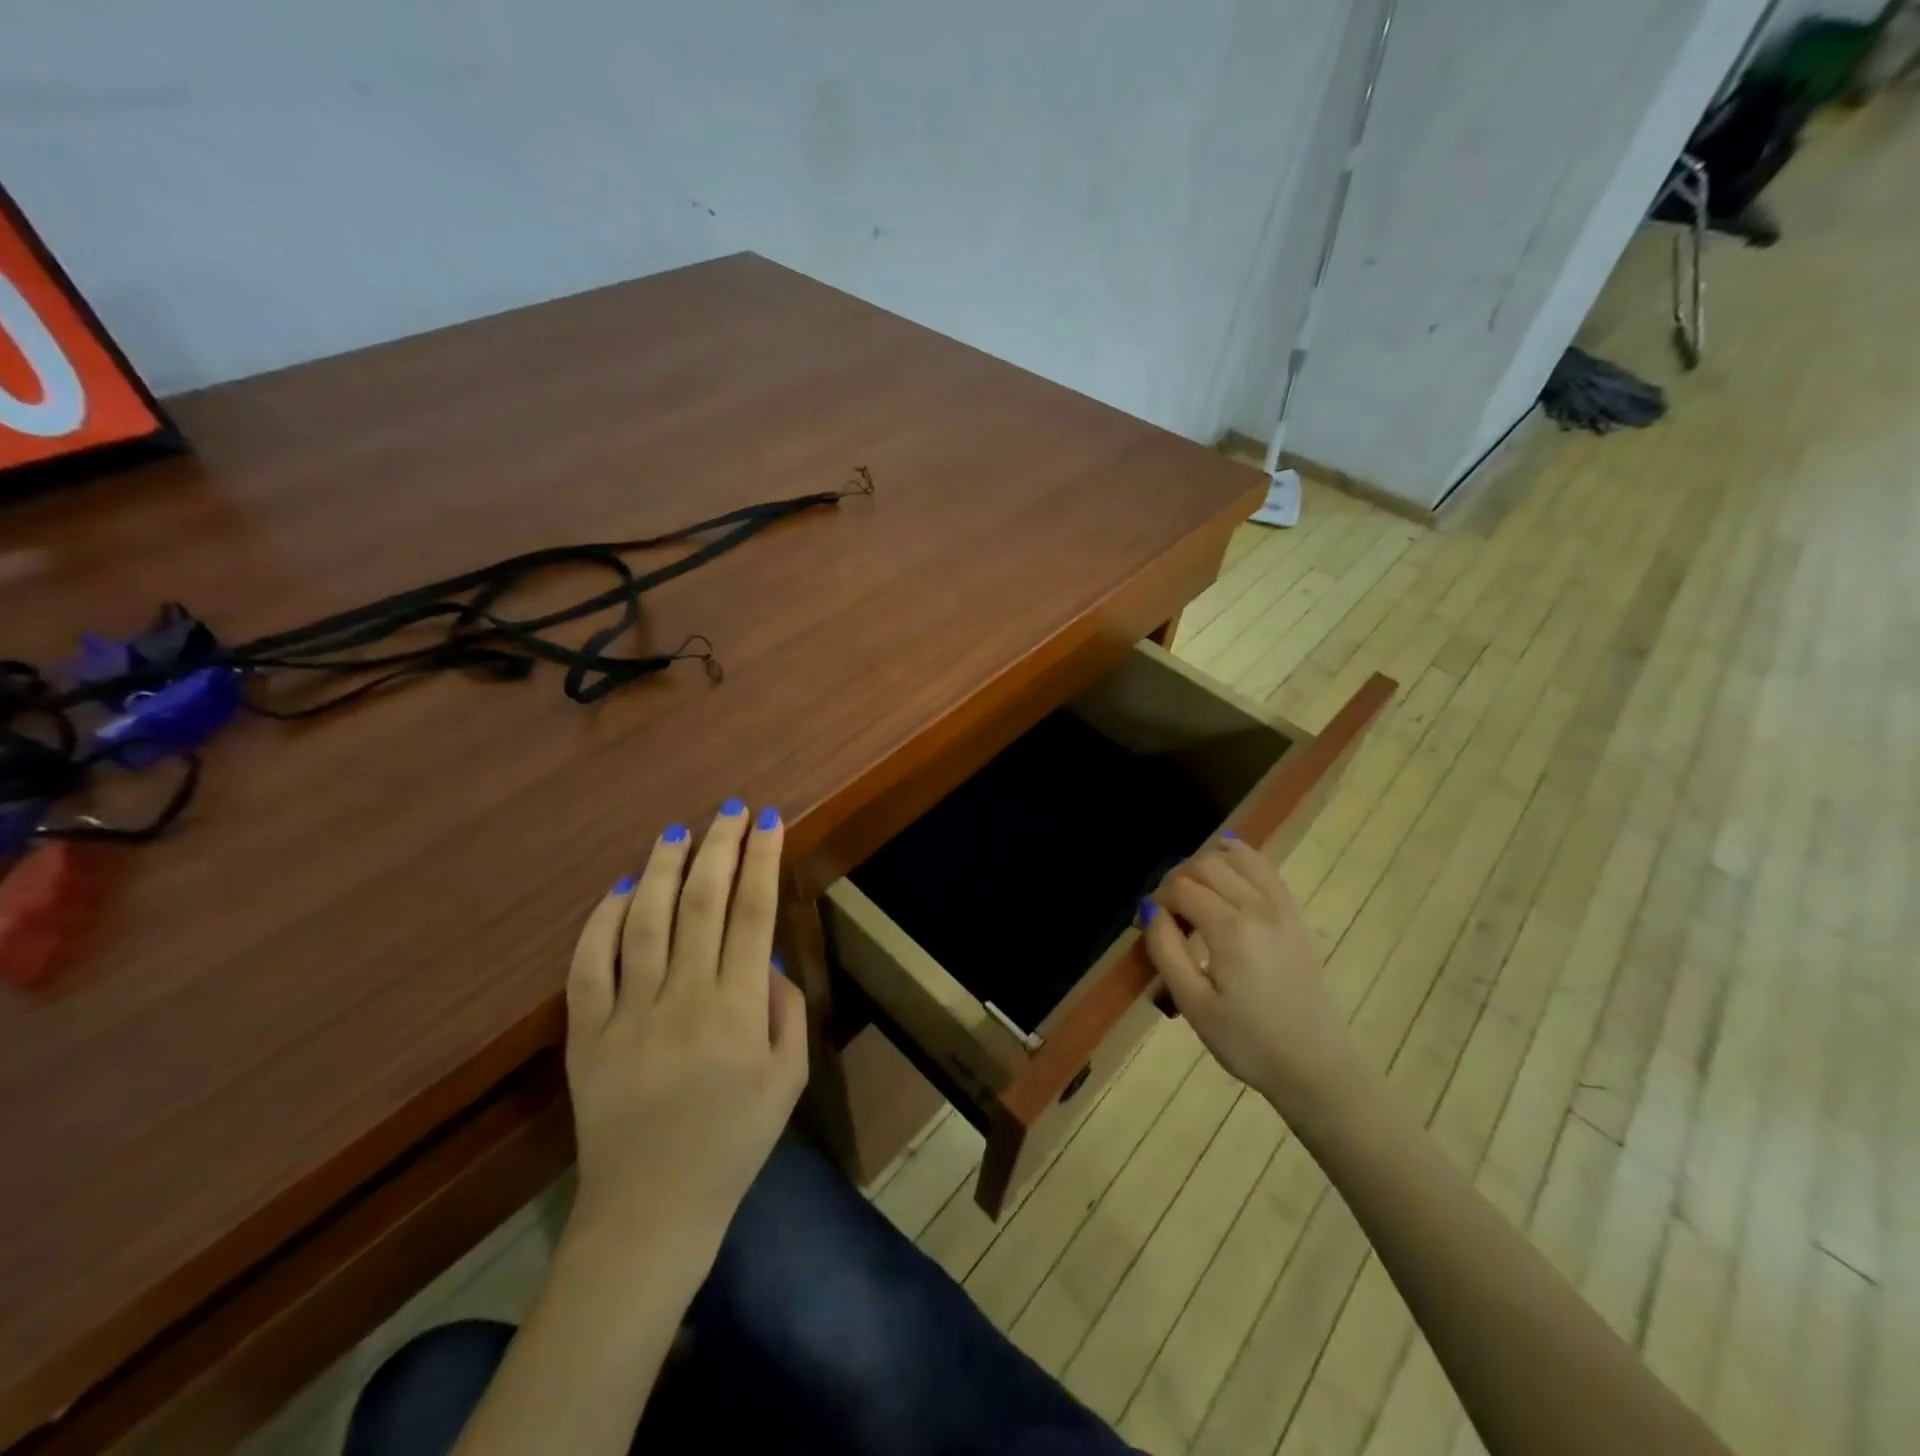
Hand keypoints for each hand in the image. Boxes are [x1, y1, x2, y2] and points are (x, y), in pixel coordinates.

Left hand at [563, 801, 807, 1262]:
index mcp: (738, 1010)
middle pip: (703, 903)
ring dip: (665, 870)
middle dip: (720, 847)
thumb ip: (787, 1013)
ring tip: (679, 832)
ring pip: (646, 923)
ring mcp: (628, 1015)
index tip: (770, 821)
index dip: (763, 861)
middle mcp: (684, 999)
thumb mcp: (789, 1080)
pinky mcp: (586, 1035)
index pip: (754, 914)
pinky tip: (621, 888)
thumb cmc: (734, 1143)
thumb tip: (768, 960)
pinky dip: (602, 921)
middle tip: (730, 809)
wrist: (651, 1211)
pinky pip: (588, 966)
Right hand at [1144, 836, 1364, 1117]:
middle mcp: (1258, 907)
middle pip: (1207, 865)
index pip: (1181, 888)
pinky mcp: (1296, 916)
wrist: (1315, 1066)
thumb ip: (1166, 950)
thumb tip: (1150, 910)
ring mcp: (1283, 908)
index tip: (1149, 925)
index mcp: (1230, 930)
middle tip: (1167, 910)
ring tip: (1193, 890)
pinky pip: (1266, 869)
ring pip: (1238, 858)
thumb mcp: (1193, 1004)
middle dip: (1178, 878)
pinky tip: (1227, 862)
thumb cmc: (1247, 1042)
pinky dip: (1242, 858)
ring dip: (1207, 864)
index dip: (1158, 899)